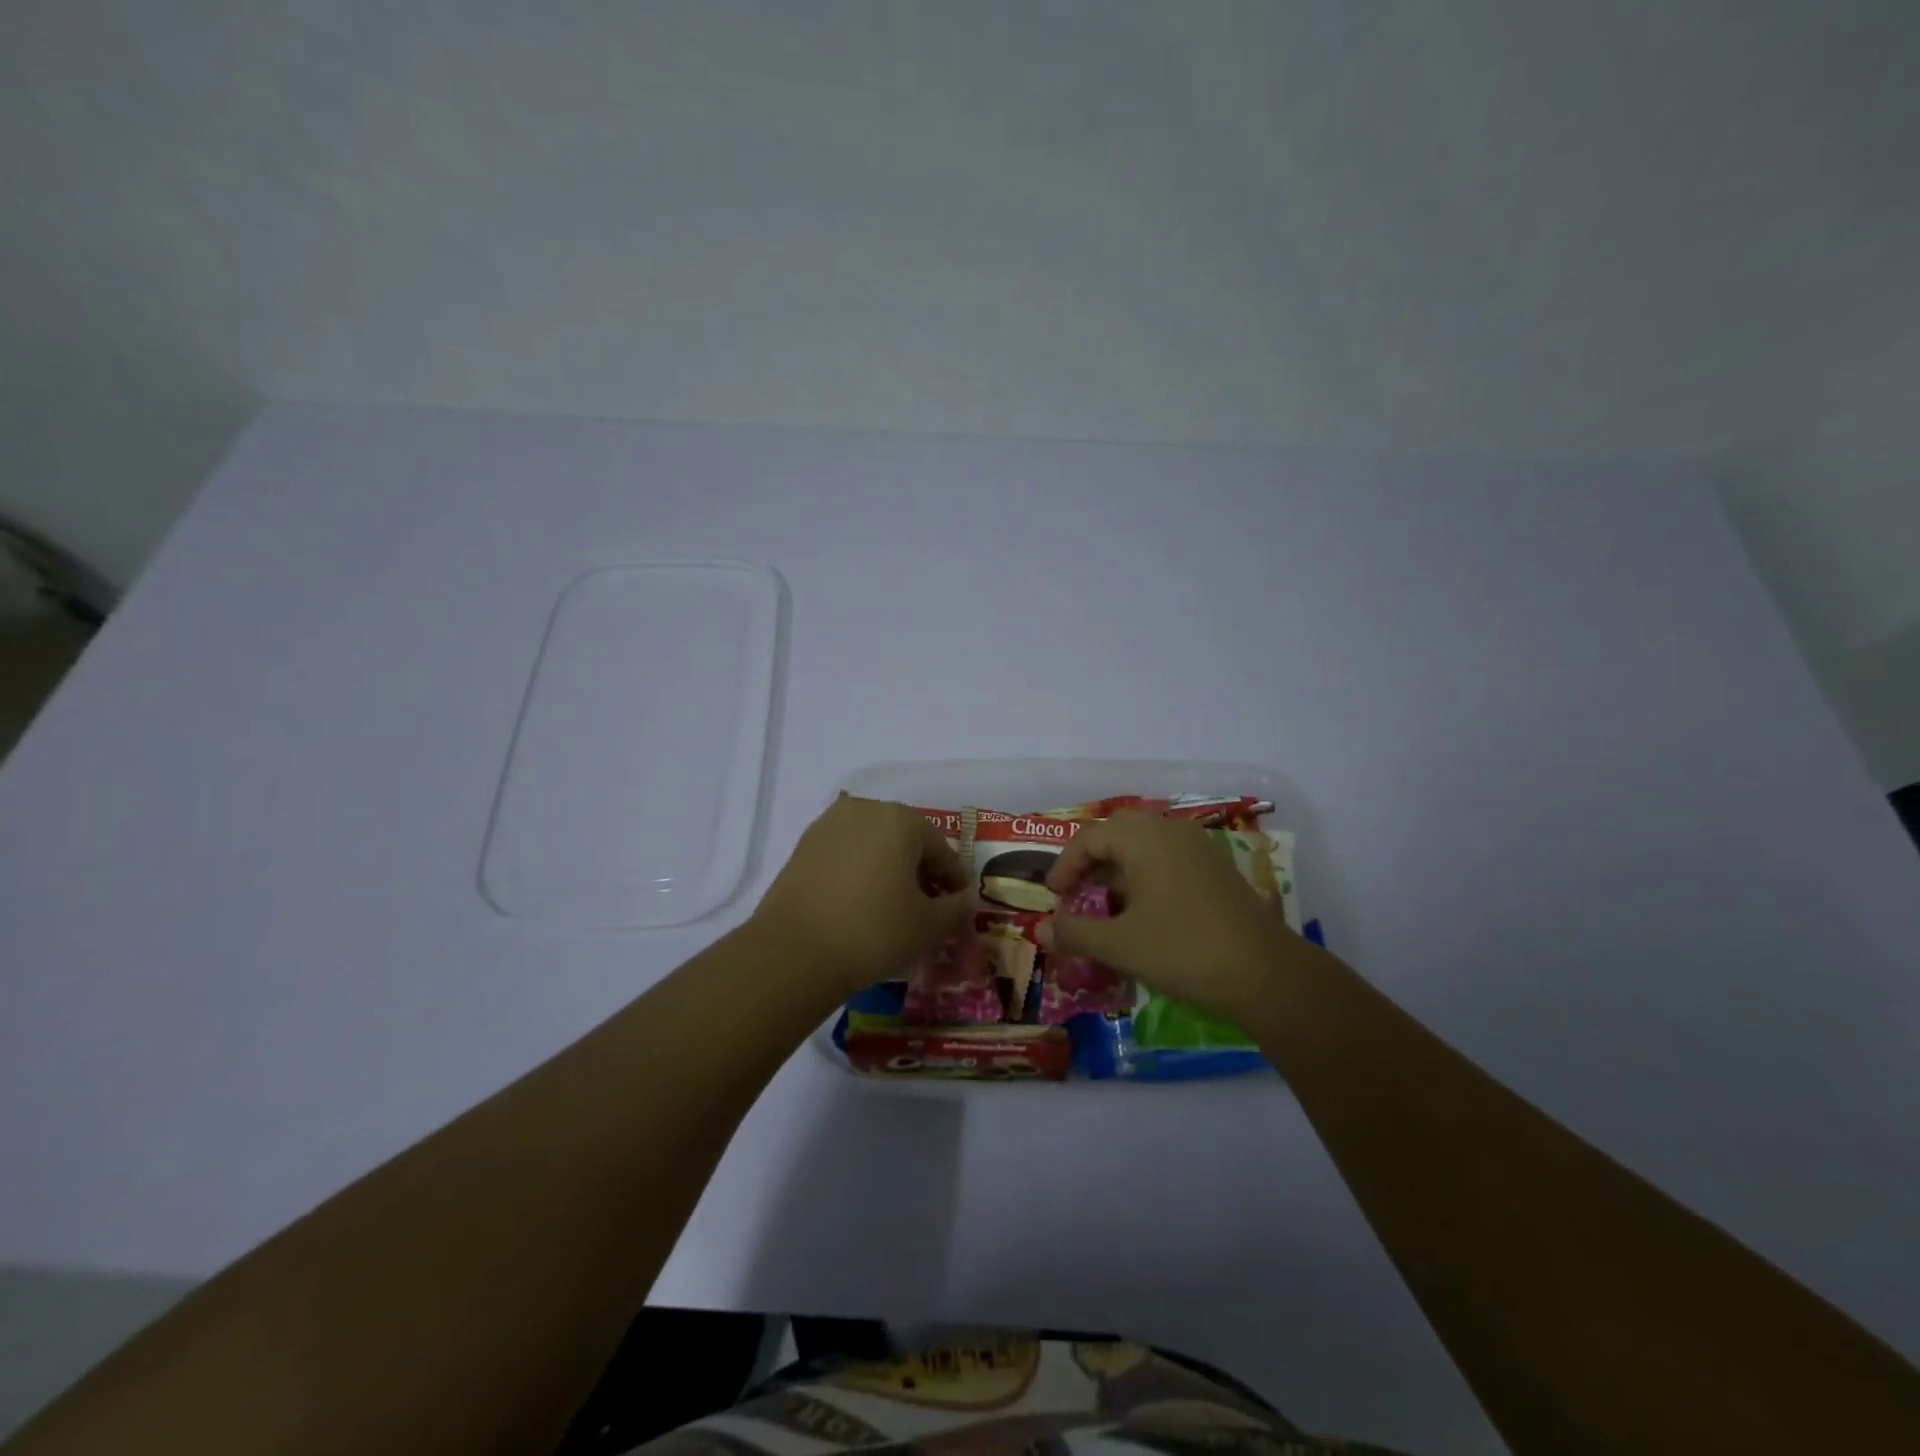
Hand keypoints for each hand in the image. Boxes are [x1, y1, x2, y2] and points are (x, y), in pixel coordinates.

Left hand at [752, 794, 973, 992]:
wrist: (794, 951)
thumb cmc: (873, 931)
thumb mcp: (928, 925)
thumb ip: (955, 908)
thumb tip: (962, 899)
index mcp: (900, 819)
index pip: (939, 848)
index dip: (953, 879)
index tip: (958, 905)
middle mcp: (864, 810)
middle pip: (905, 840)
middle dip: (920, 870)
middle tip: (927, 906)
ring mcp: (828, 826)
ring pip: (873, 845)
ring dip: (888, 869)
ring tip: (892, 907)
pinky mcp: (803, 846)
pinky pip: (845, 854)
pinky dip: (859, 873)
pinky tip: (860, 904)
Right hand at [1043, 809, 1300, 1017]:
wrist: (1264, 972)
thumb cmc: (1182, 949)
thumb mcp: (1119, 945)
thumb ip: (1075, 933)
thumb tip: (1041, 931)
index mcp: (1143, 839)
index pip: (1090, 837)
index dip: (1066, 865)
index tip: (1054, 896)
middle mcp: (1170, 831)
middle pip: (1119, 830)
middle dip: (1093, 857)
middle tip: (1079, 889)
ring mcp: (1199, 848)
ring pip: (1147, 843)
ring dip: (1121, 866)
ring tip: (1109, 903)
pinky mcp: (1218, 869)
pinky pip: (1171, 857)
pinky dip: (1148, 873)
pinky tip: (1147, 910)